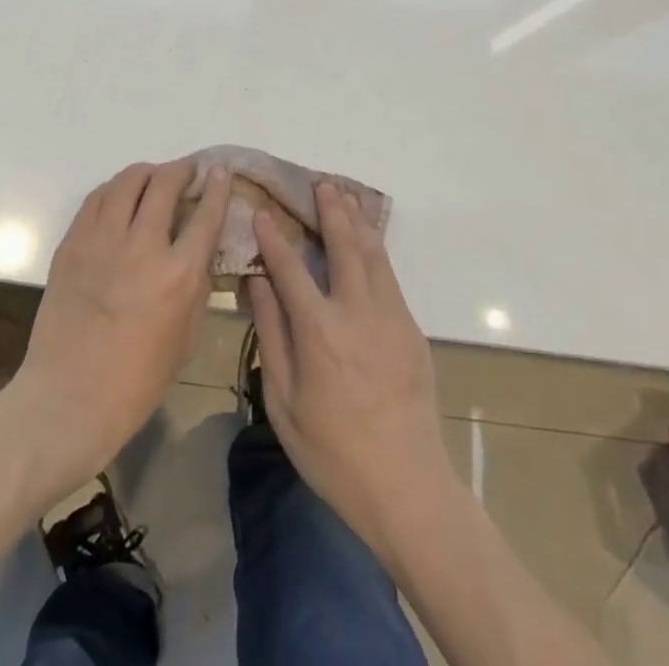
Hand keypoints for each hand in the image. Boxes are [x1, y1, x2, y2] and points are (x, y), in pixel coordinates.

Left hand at [9, 159, 229, 490]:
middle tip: (187, 172)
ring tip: (153, 179)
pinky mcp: (72, 244)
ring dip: (146, 173)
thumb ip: (197, 286)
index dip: (217, 186)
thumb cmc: (137, 380)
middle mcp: (142, 246)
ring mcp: (102, 241)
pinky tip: (120, 198)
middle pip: (165, 184)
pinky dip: (114, 190)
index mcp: (178, 275)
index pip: (205, 214)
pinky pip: (96, 199)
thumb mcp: (186, 337)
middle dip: (182, 169)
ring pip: (127, 181)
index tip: (220, 171)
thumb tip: (199, 252)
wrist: (69, 398)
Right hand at [247, 183, 454, 559]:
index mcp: (320, 331)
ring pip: (373, 254)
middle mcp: (357, 312)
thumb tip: (257, 283)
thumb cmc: (332, 451)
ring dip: (358, 221)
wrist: (406, 486)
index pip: (291, 268)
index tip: (264, 211)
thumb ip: (271, 335)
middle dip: (330, 210)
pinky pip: (390, 275)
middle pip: (343, 246)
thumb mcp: (284, 400)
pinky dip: (377, 248)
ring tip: (347, 196)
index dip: (275, 237)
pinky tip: (369, 239)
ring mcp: (390, 317)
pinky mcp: (411, 330)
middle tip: (321, 183)